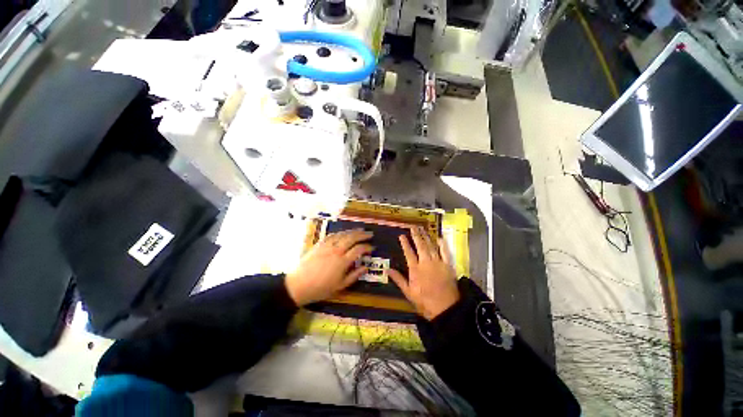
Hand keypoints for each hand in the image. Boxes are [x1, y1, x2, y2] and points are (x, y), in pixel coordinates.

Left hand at [285, 229, 372, 306]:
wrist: (298, 285)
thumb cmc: (320, 288)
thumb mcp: (340, 286)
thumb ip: (354, 275)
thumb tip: (366, 267)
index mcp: (342, 261)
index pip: (359, 249)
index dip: (367, 247)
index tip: (372, 247)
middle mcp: (336, 250)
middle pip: (352, 238)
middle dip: (362, 234)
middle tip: (370, 234)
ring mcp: (327, 245)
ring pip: (343, 234)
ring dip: (353, 231)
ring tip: (360, 230)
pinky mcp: (319, 244)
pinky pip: (332, 235)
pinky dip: (340, 233)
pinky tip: (344, 233)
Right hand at [389, 227, 458, 319]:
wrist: (445, 308)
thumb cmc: (424, 301)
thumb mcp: (408, 292)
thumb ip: (398, 279)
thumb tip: (387, 270)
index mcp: (415, 269)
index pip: (408, 252)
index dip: (405, 243)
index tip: (401, 235)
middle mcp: (426, 262)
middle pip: (420, 245)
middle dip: (416, 235)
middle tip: (413, 227)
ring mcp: (438, 262)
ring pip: (431, 246)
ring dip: (426, 236)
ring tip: (422, 229)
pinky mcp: (448, 265)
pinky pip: (445, 252)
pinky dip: (442, 244)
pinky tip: (439, 238)